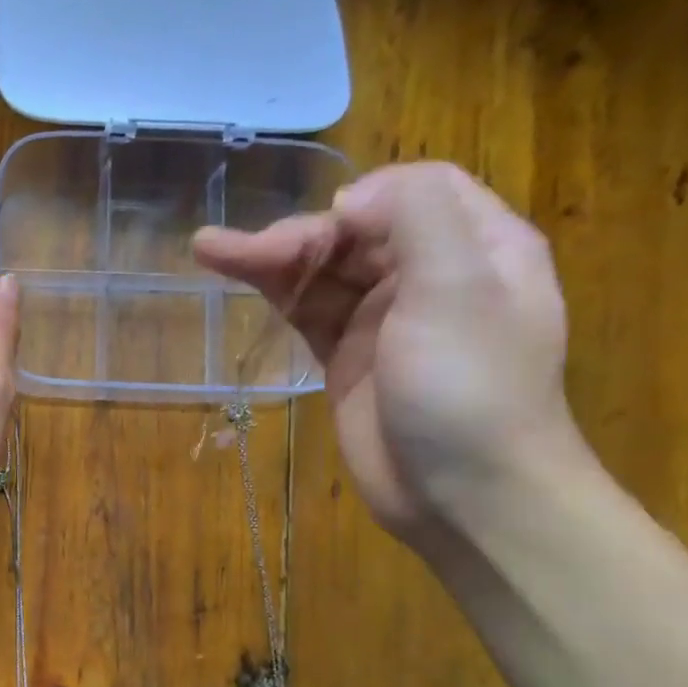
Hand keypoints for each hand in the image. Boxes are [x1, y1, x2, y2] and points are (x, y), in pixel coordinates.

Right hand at [193, 163, 587, 543]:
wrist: (464, 496)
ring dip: (271, 259)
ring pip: (323, 273)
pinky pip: (308, 312)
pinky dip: (275, 294)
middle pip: (356, 232)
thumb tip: (349, 200)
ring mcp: (383, 321)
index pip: (415, 190)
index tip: (323, 226)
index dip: (362, 197)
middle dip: (299, 235)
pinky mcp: (347, 360)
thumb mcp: (457, 289)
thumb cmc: (469, 389)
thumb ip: (415, 218)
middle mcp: (429, 275)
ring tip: (209, 249)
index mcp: (478, 245)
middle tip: (236, 251)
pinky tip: (237, 276)